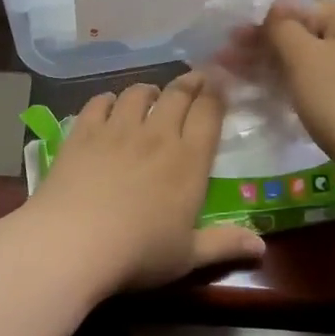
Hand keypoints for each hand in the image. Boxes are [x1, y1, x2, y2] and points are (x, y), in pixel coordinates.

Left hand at [24, 71, 265, 292]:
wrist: (73, 242)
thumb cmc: (138, 254)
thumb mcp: (187, 257)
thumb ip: (224, 245)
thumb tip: (261, 247)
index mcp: (189, 161)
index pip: (209, 114)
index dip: (217, 95)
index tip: (220, 84)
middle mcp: (157, 135)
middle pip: (177, 95)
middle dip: (190, 82)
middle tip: (195, 78)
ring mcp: (117, 129)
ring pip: (138, 93)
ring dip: (149, 89)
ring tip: (152, 93)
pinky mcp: (83, 132)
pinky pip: (99, 103)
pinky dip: (108, 99)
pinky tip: (109, 104)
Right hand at [228, 0, 334, 176]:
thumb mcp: (303, 58)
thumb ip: (281, 27)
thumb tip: (274, 7)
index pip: (300, 9)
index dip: (262, 25)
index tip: (230, 44)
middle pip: (309, 35)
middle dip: (268, 49)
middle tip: (230, 64)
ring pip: (319, 61)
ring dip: (282, 69)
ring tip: (249, 83)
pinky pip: (333, 82)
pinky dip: (306, 87)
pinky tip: (283, 99)